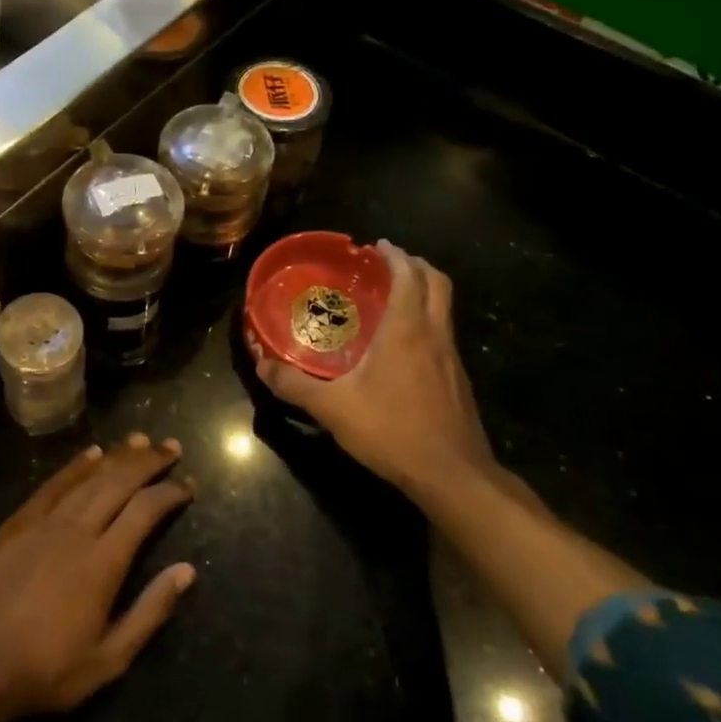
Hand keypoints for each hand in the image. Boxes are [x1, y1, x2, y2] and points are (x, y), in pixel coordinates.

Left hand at [0, 434, 196, 721]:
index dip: (169, 493)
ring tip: (139, 441)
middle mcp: (75, 531)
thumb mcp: (107, 659)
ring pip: (87, 478)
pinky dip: (74, 467)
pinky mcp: (16, 524)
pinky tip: (91, 455)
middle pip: (118, 483)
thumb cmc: (44, 671)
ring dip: (116, 457)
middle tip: (171, 447)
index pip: (144, 511)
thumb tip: (187, 571)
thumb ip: (150, 612)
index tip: (188, 485)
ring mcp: (42, 523)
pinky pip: (52, 485)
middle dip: (148, 462)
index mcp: (102, 563)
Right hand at [255, 242, 499, 508]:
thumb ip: (294, 385)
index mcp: (407, 330)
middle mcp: (435, 335)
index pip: (408, 276)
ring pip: (445, 308)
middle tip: (389, 264)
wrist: (452, 474)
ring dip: (424, 292)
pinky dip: (427, 321)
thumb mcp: (332, 408)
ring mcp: (452, 358)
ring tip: (394, 298)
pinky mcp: (458, 381)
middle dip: (415, 265)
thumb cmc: (392, 430)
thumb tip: (262, 366)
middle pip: (437, 282)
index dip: (395, 256)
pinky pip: (444, 334)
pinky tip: (404, 346)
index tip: (377, 247)